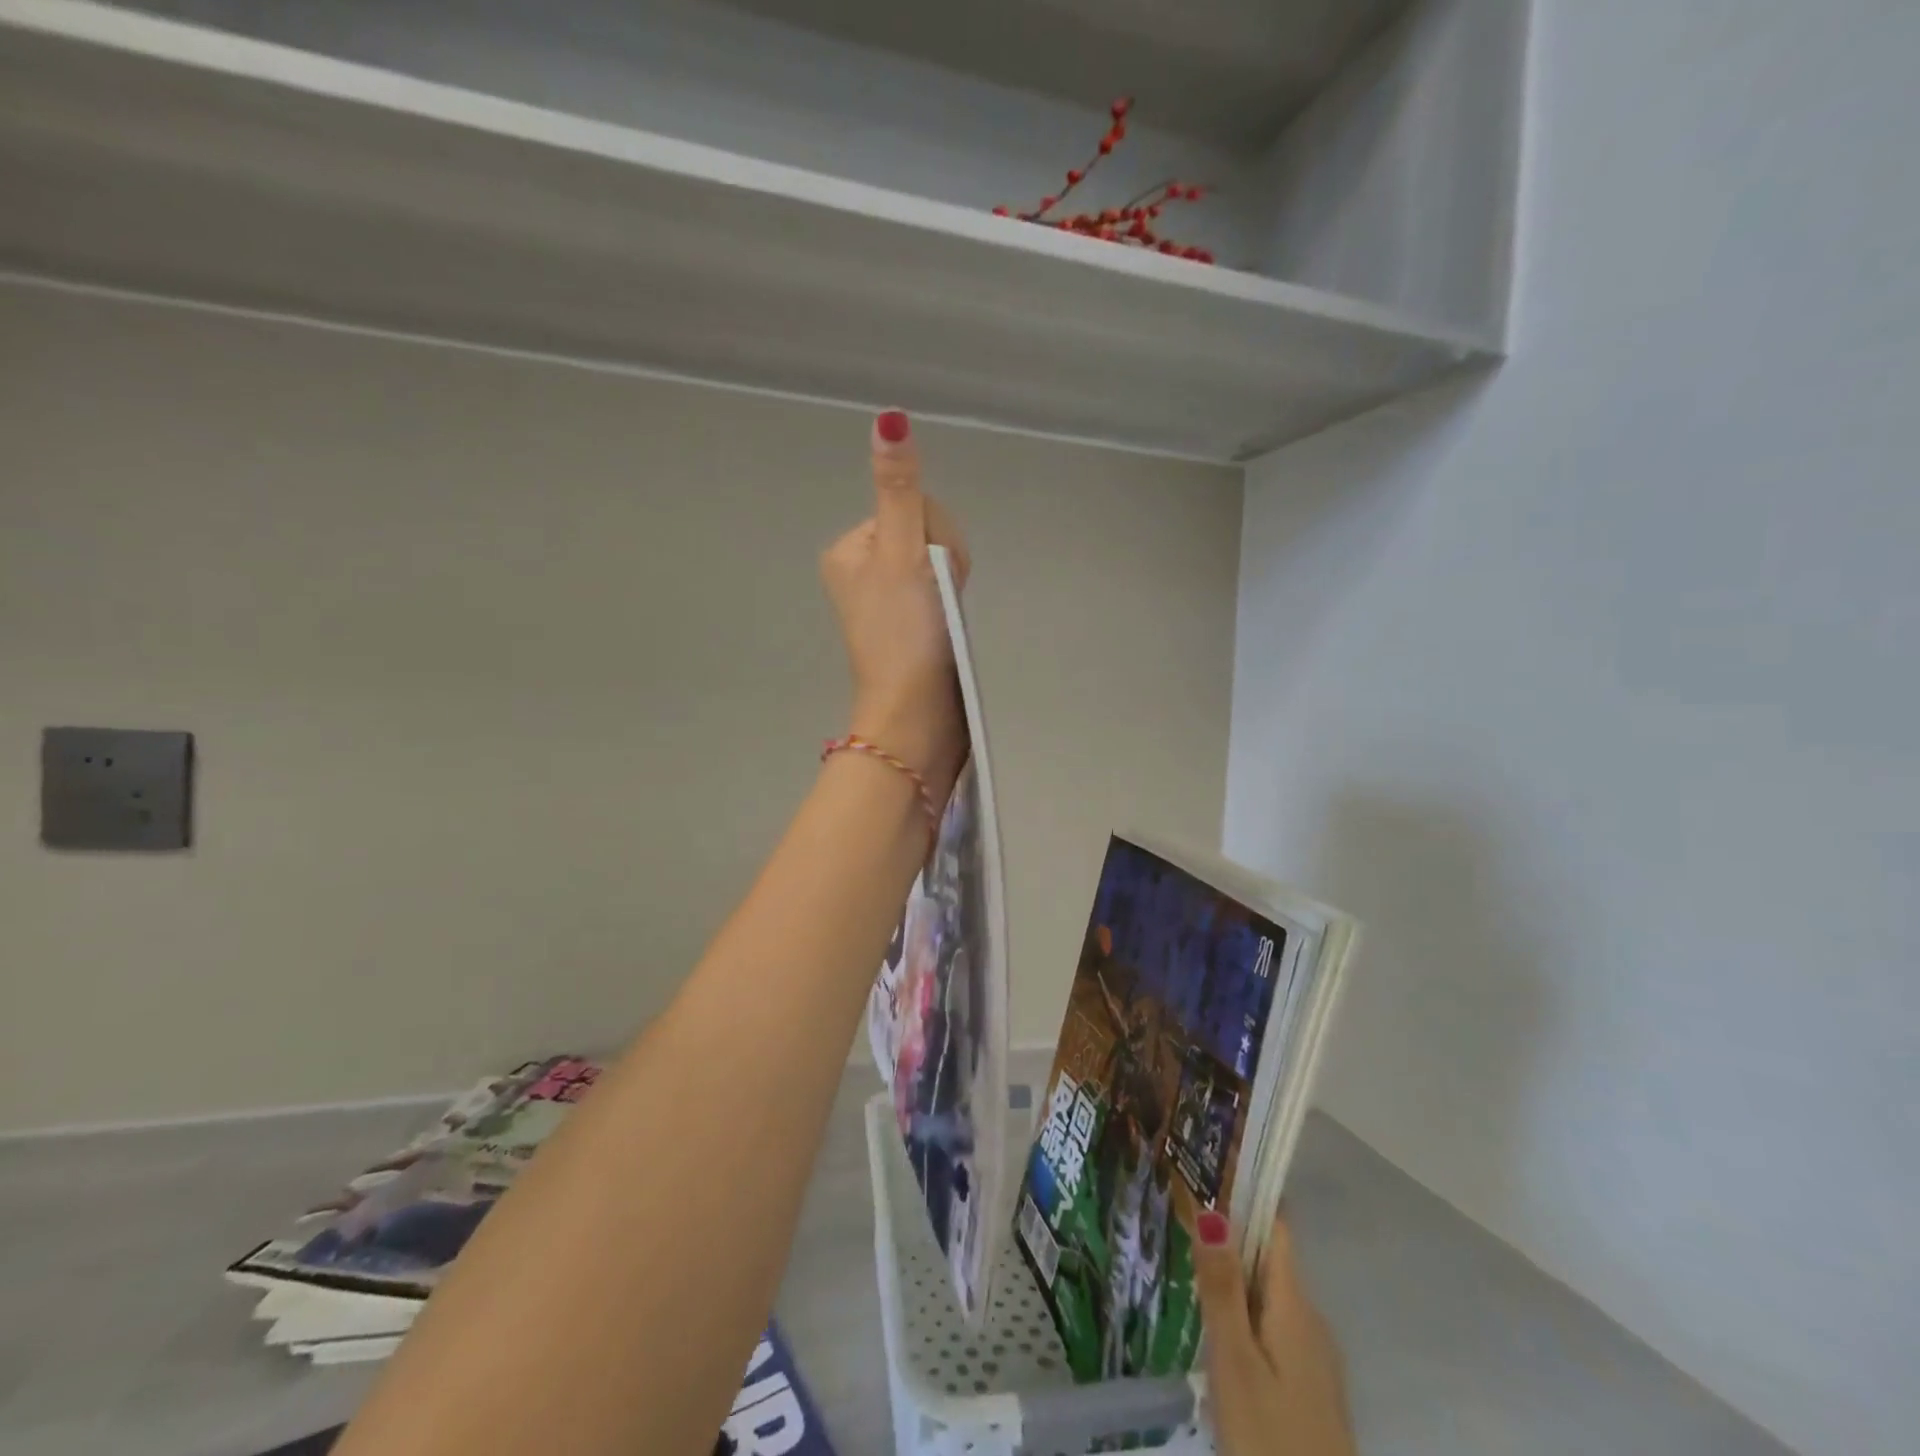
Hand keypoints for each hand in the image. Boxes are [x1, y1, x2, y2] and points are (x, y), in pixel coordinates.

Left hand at [820, 410, 970, 806]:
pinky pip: (943, 593)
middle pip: (927, 535)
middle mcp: (863, 570)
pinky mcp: (910, 625)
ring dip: (951, 586)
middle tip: (934, 603)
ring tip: (941, 620)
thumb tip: (888, 418)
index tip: (926, 574)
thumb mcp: (900, 553)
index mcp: (850, 549)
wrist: (915, 713)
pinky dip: (951, 607)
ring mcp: (888, 601)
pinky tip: (946, 629)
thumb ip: (899, 490)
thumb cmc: (902, 633)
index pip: (913, 507)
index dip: (933, 535)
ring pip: (940, 564)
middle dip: (943, 563)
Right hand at [1193, 1208, 1355, 1455]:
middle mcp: (1312, 1322)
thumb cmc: (1271, 1439)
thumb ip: (1222, 1288)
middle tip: (1181, 1211)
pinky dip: (1246, 1312)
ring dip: (1235, 1276)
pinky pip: (1275, 1328)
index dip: (1247, 1194)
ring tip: (1187, 1261)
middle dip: (1230, 1235)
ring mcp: (1316, 1359)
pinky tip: (1217, 1325)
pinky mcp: (1310, 1390)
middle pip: (1270, 1260)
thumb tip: (1213, 1209)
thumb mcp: (1235, 1363)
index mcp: (1296, 1306)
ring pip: (1270, 1296)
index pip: (1276, 1228)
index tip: (1211, 1165)